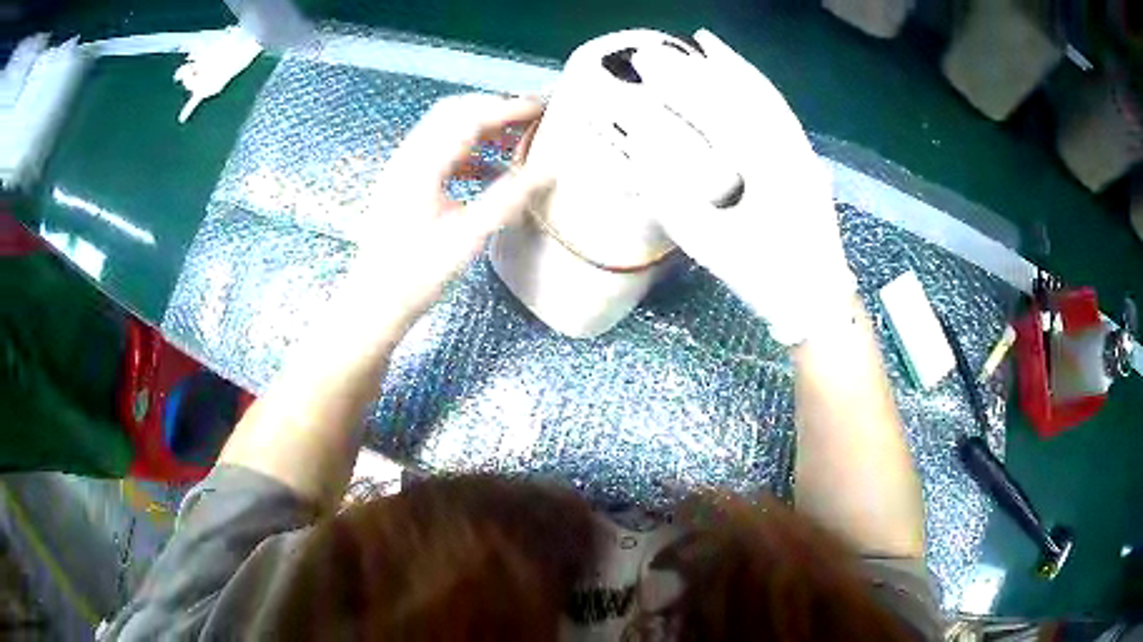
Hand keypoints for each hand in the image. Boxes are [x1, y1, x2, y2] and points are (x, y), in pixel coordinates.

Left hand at [341, 94, 554, 335]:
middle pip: (454, 112)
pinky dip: (468, 149)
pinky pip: (439, 151)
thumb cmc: (415, 275)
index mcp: (421, 166)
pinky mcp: (402, 183)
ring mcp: (402, 169)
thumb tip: (545, 173)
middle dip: (494, 108)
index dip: (508, 108)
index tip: (541, 108)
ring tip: (515, 139)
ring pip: (445, 129)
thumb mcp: (467, 238)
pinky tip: (489, 169)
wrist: (374, 302)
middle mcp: (408, 158)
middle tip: (530, 118)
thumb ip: (508, 200)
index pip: (469, 117)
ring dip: (481, 127)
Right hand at [630, 30, 855, 345]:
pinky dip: (759, 93)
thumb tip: (641, 147)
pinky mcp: (806, 163)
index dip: (678, 82)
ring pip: (768, 99)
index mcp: (768, 166)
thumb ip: (670, 195)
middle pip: (744, 92)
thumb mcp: (710, 243)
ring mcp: (803, 153)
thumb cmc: (766, 278)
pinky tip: (745, 85)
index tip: (647, 62)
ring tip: (710, 47)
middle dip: (702, 67)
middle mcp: (790, 148)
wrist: (818, 302)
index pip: (716, 108)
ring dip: (736, 69)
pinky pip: (780, 116)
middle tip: (665, 50)